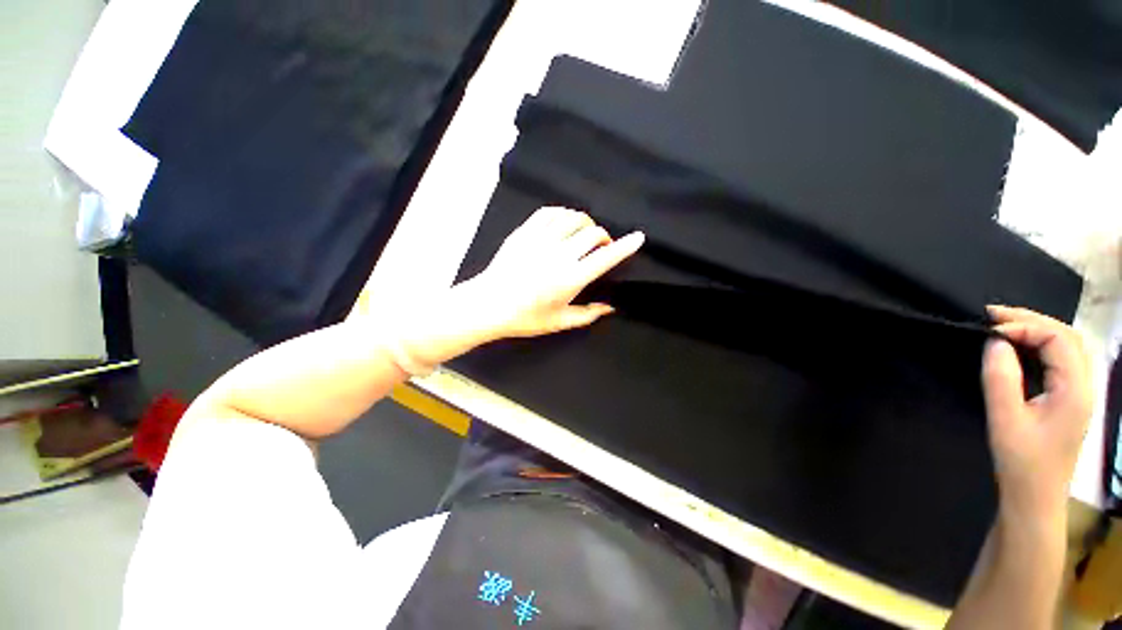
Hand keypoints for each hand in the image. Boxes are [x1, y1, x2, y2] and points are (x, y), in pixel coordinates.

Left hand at [395, 207, 643, 369]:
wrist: (488, 304)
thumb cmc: (525, 317)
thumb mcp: (559, 322)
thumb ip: (588, 314)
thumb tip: (610, 307)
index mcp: (570, 279)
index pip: (605, 258)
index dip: (625, 247)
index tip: (639, 237)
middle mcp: (559, 255)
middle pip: (592, 233)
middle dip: (603, 237)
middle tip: (599, 248)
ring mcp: (540, 240)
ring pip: (573, 218)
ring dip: (585, 224)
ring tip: (582, 235)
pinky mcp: (525, 232)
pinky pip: (550, 212)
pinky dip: (563, 214)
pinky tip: (563, 224)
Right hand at [982, 305, 1092, 522]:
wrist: (1035, 498)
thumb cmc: (1021, 462)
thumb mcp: (1005, 420)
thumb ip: (1001, 377)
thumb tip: (995, 342)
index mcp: (1075, 389)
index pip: (1057, 339)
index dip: (1024, 326)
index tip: (988, 329)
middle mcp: (1084, 385)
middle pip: (1068, 336)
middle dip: (1032, 319)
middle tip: (993, 316)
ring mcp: (1079, 393)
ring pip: (1066, 346)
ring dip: (1037, 330)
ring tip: (1003, 327)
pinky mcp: (1069, 399)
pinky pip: (1060, 360)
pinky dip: (1039, 346)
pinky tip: (1018, 349)